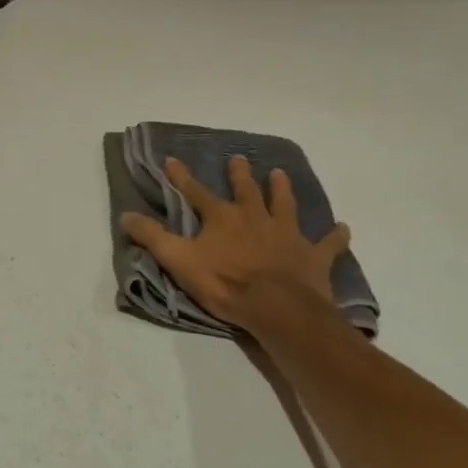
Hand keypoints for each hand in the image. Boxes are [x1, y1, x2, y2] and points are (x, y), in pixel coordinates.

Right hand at [120, 156, 351, 334]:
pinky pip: (327, 244)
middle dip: (240, 174)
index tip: (172, 160)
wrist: (277, 308)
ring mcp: (286, 235)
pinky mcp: (313, 256)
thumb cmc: (225, 283)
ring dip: (282, 190)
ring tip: (280, 174)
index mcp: (222, 218)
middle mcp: (254, 218)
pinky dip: (335, 236)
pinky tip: (343, 228)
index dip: (181, 177)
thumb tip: (125, 215)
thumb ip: (152, 238)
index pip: (195, 192)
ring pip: (284, 205)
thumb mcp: (178, 260)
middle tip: (239, 159)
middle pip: (246, 191)